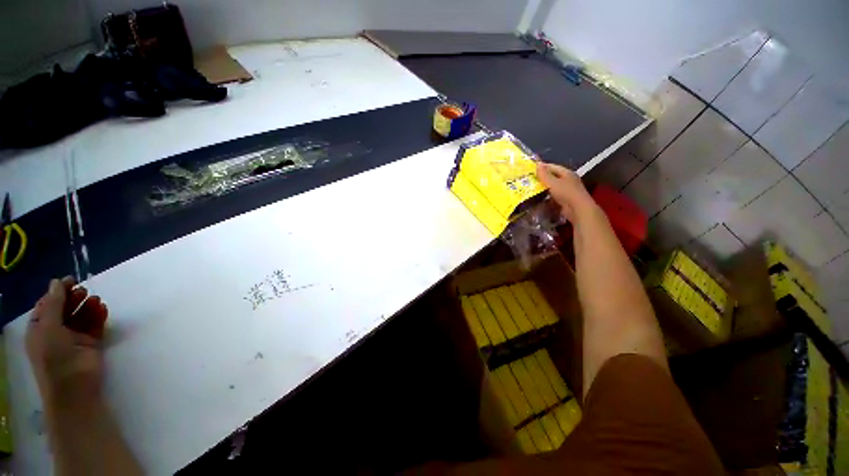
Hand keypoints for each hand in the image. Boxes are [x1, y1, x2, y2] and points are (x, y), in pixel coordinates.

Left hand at [26, 277, 108, 404]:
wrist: (74, 387)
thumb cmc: (54, 356)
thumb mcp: (48, 328)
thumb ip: (53, 304)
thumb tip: (57, 282)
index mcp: (40, 328)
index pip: (47, 304)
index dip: (57, 292)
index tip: (70, 281)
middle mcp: (55, 332)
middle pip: (65, 309)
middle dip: (74, 298)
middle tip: (84, 290)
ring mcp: (74, 339)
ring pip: (81, 316)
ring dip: (87, 306)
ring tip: (96, 300)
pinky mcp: (91, 343)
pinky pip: (95, 325)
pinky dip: (98, 316)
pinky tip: (102, 308)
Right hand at [536, 162, 593, 221]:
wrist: (577, 209)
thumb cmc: (566, 193)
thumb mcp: (553, 182)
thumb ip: (544, 174)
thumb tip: (537, 163)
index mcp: (566, 173)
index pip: (552, 167)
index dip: (542, 167)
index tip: (530, 169)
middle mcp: (567, 179)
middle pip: (552, 176)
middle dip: (541, 177)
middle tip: (529, 179)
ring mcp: (566, 189)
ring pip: (552, 186)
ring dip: (543, 187)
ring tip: (531, 188)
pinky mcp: (564, 199)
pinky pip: (553, 194)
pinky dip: (546, 195)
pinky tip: (538, 197)